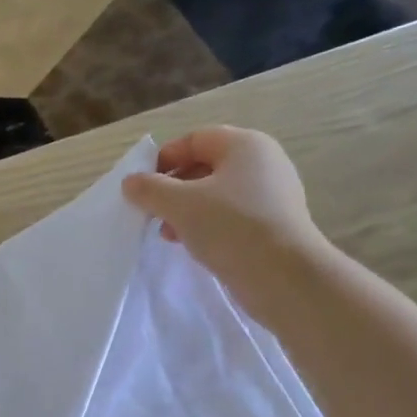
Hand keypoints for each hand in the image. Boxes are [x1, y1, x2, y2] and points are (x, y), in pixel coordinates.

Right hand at [121, 127, 329, 308]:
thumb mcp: (180, 205)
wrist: (284, 276)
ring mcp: (272, 194)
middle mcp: (263, 162)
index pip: (195, 139)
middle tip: (153, 213)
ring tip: (169, 234)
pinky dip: (208, 225)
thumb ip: (150, 189)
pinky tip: (194, 246)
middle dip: (173, 189)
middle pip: (206, 166)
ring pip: (217, 194)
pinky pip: (232, 216)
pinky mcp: (273, 224)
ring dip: (187, 211)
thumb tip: (131, 182)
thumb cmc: (231, 228)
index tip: (143, 187)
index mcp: (245, 145)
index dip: (164, 159)